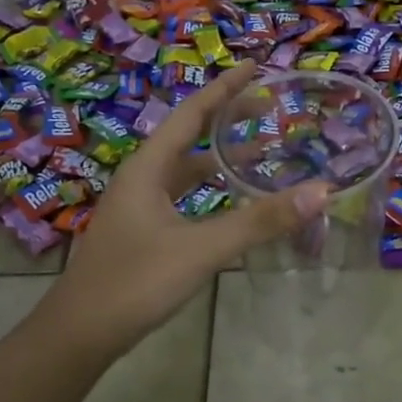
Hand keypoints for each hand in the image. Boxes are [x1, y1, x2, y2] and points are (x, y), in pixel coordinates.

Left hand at [39, 67, 330, 359]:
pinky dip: (209, 191)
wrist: (80, 334)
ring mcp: (138, 209)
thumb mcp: (202, 249)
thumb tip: (321, 191)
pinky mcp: (142, 234)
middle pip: (189, 138)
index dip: (225, 89)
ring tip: (258, 151)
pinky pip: (182, 198)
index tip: (256, 68)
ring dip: (219, 158)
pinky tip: (229, 204)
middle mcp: (141, 180)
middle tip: (268, 108)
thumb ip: (260, 221)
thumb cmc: (136, 282)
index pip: (191, 114)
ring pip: (184, 171)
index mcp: (148, 169)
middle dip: (226, 120)